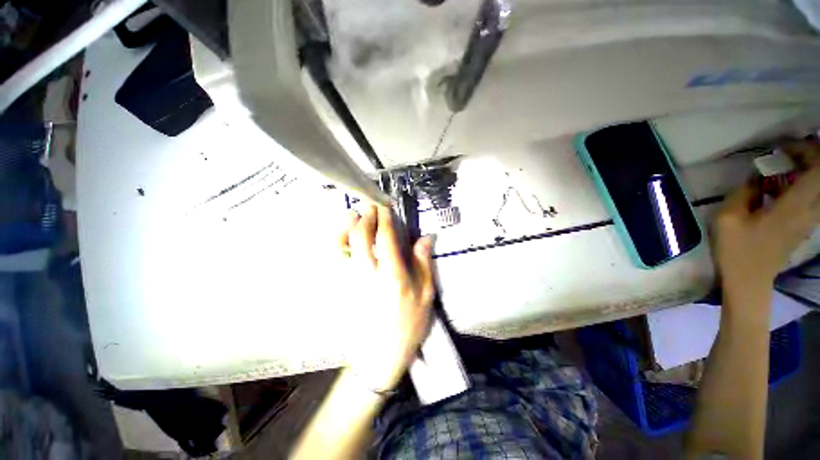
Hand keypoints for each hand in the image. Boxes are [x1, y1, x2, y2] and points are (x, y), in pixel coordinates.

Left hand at [339, 205, 434, 390]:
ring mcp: (352, 281)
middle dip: (365, 217)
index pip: (386, 237)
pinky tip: (342, 238)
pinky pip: (336, 262)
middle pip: (361, 237)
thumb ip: (424, 264)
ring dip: (347, 227)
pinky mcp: (343, 288)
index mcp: (392, 274)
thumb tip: (424, 238)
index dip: (385, 218)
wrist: (382, 353)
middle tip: (370, 205)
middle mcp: (369, 274)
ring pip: (343, 247)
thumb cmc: (409, 323)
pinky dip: (337, 245)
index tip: (385, 205)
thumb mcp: (426, 295)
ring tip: (352, 215)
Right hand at [714, 141, 819, 291]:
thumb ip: (743, 192)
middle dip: (810, 158)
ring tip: (786, 167)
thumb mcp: (728, 217)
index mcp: (794, 206)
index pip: (818, 169)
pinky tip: (786, 187)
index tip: (783, 148)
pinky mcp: (805, 227)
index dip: (807, 150)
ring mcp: (809, 221)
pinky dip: (806, 185)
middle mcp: (809, 211)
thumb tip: (756, 175)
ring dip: (809, 171)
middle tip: (787, 153)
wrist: (749, 281)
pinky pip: (815, 199)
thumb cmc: (736, 249)